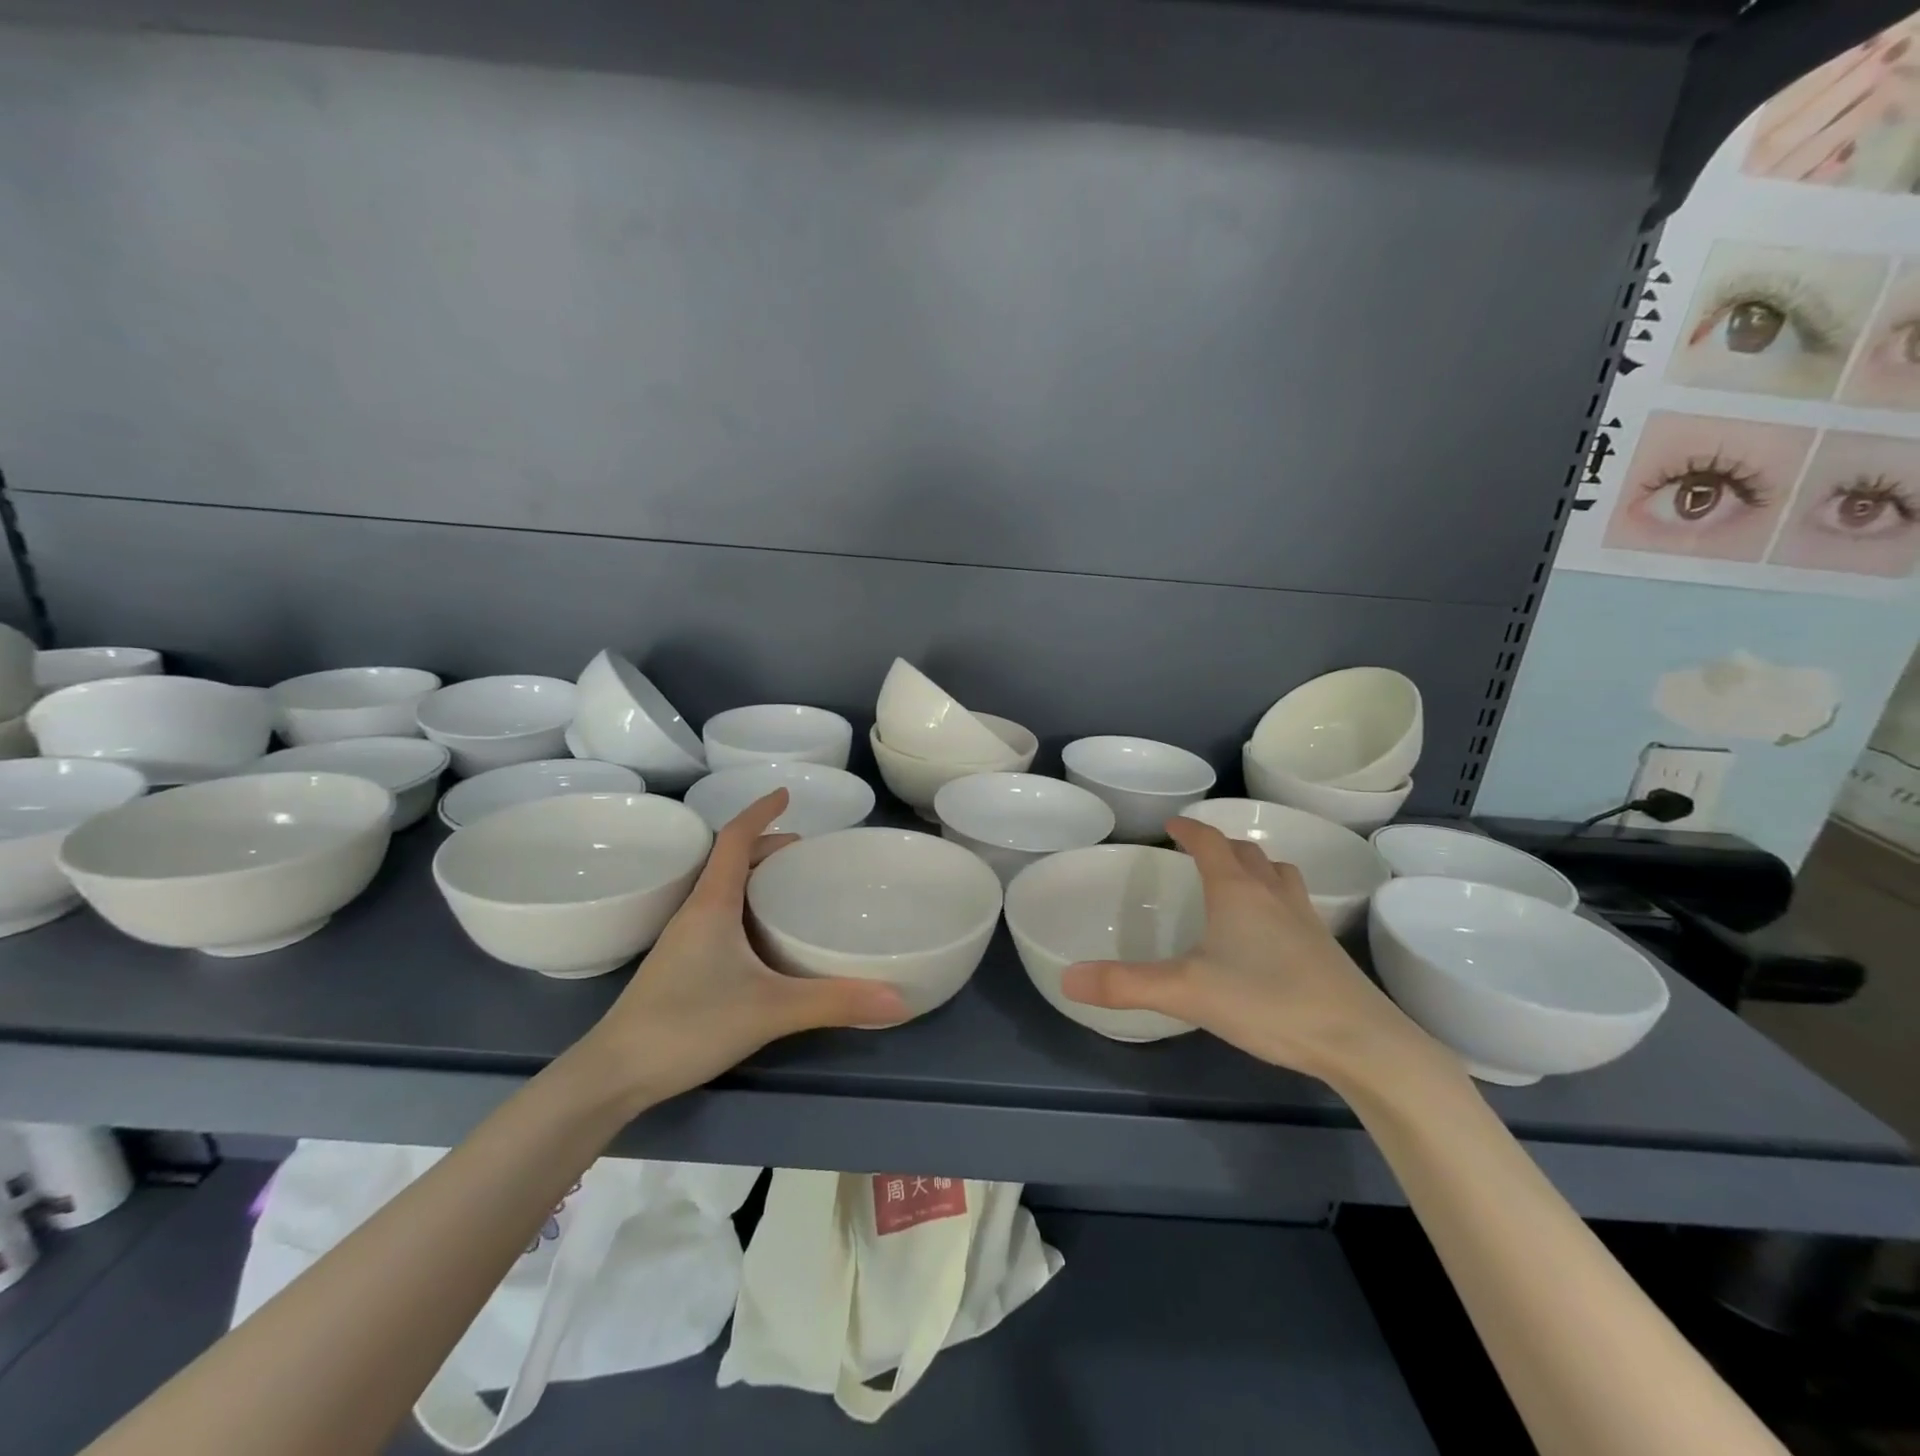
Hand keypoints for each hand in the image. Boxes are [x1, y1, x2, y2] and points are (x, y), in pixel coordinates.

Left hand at [577, 791, 907, 1105]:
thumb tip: (899, 1000)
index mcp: (712, 904)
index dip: (760, 812)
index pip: (735, 839)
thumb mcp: (770, 1009)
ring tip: (791, 886)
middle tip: (807, 852)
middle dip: (768, 847)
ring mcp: (683, 940)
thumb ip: (834, 1002)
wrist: (613, 1074)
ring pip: (723, 890)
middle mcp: (695, 912)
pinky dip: (745, 907)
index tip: (786, 794)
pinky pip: (718, 916)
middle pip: (731, 861)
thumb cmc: (687, 1024)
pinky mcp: (680, 966)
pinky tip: (764, 938)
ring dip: (755, 876)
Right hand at [1061, 817, 1454, 1088]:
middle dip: (1221, 845)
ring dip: (1256, 867)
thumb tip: (1068, 979)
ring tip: (1238, 882)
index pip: (1209, 842)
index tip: (1171, 824)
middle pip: (1248, 852)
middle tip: (1199, 853)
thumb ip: (1125, 984)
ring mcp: (1306, 920)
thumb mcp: (1185, 992)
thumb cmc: (1268, 1001)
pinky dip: (1277, 900)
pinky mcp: (1326, 949)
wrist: (1360, 1041)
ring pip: (1279, 874)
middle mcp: (1273, 895)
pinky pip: (1296, 905)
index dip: (1189, 829)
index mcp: (1237, 891)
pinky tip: (1270, 933)